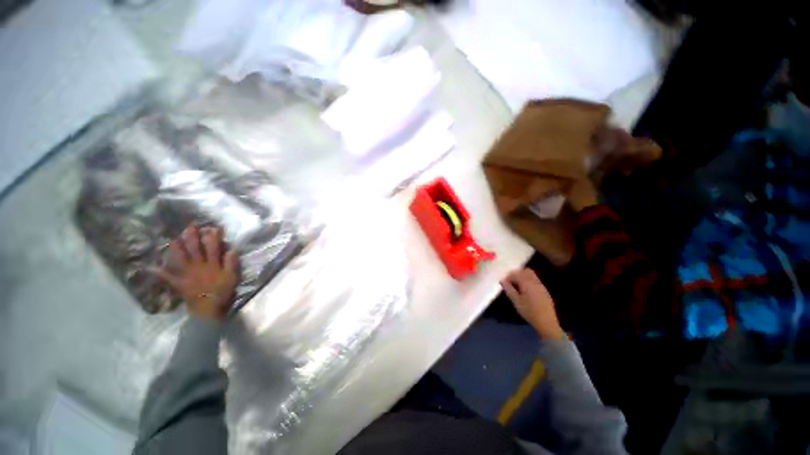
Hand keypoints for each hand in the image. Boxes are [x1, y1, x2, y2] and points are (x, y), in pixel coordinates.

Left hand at [157, 224, 238, 321]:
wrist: (209, 310)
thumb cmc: (223, 292)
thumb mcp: (232, 277)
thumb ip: (231, 263)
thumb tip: (231, 249)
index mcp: (212, 264)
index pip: (213, 247)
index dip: (213, 236)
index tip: (213, 227)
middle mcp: (198, 266)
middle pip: (194, 249)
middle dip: (192, 237)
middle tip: (190, 226)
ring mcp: (187, 274)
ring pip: (180, 258)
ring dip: (176, 248)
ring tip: (173, 239)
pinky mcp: (179, 283)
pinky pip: (167, 277)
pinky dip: (159, 272)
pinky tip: (151, 267)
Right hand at [500, 268, 564, 339]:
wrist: (546, 322)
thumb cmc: (529, 311)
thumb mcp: (516, 301)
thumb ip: (509, 289)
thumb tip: (502, 281)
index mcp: (527, 283)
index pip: (516, 273)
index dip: (508, 276)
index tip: (504, 282)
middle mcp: (535, 281)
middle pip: (525, 271)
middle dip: (517, 274)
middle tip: (511, 282)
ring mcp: (541, 285)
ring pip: (531, 275)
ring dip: (523, 277)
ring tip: (517, 286)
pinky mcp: (544, 290)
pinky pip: (535, 280)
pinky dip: (529, 281)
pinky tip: (525, 291)